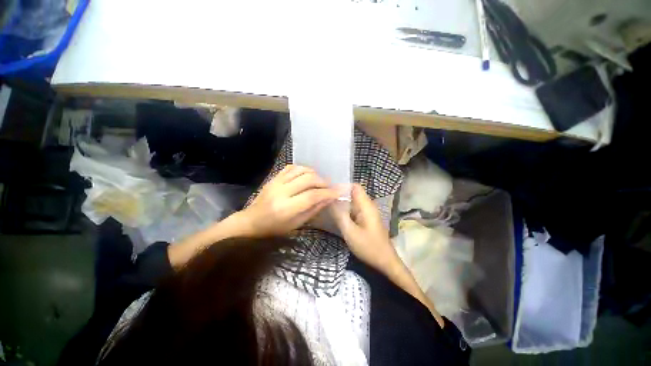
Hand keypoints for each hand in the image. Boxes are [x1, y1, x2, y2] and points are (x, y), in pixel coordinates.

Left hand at [237, 165, 340, 236]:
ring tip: (319, 181)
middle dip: (323, 182)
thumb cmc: (274, 228)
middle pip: (308, 179)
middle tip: (329, 187)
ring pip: (301, 170)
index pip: (312, 196)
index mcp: (286, 208)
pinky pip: (291, 167)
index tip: (339, 191)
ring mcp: (276, 182)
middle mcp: (281, 192)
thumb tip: (329, 199)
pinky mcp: (274, 177)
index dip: (328, 193)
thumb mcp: (296, 224)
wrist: (251, 221)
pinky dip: (303, 169)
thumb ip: (313, 210)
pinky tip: (307, 175)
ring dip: (314, 174)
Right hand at [329, 184, 398, 271]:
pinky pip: (354, 209)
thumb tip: (330, 199)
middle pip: (353, 193)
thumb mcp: (350, 231)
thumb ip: (339, 214)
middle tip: (324, 198)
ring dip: (342, 202)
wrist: (385, 261)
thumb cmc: (368, 246)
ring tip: (327, 204)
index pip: (354, 186)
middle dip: (339, 194)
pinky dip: (345, 209)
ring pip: (353, 201)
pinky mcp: (366, 218)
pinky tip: (336, 214)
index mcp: (366, 205)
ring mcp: (367, 212)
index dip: (342, 185)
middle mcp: (368, 205)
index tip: (328, 189)